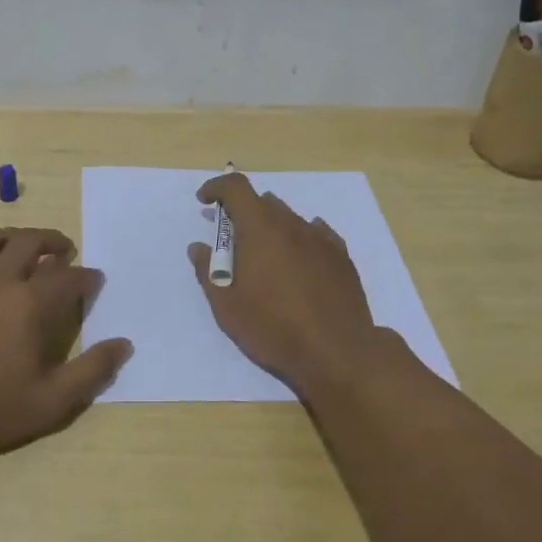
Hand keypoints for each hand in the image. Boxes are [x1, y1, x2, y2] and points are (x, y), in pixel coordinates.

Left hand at [0, 227, 131, 460]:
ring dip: (11, 237)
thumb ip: (92, 371)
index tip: (95, 280)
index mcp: (29, 303)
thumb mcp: (52, 402)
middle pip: (29, 242)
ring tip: (21, 247)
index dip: (87, 277)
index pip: (68, 277)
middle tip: (64, 251)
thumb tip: (124, 344)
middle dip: (53, 241)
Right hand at [188, 173, 381, 397]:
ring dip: (271, 227)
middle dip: (243, 213)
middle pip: (263, 202)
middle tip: (232, 242)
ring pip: (290, 218)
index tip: (204, 202)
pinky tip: (298, 261)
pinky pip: (316, 234)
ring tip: (265, 259)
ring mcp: (321, 239)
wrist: (337, 353)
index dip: (216, 188)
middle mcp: (292, 224)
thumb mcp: (227, 306)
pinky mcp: (341, 257)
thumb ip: (208, 271)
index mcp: (260, 228)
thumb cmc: (273, 328)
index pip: (236, 188)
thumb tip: (199, 248)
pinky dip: (300, 239)